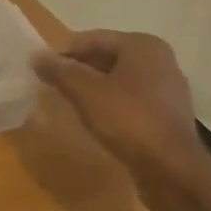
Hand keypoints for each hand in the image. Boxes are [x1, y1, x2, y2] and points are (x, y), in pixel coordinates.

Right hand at [32, 30, 210, 210]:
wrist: (172, 171)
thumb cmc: (128, 120)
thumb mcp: (85, 91)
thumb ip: (60, 70)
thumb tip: (37, 56)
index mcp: (142, 45)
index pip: (91, 39)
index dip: (64, 54)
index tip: (43, 72)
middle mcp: (159, 60)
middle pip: (106, 58)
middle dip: (79, 71)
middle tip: (53, 87)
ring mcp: (167, 89)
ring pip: (117, 80)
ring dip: (93, 89)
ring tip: (71, 104)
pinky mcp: (167, 115)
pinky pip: (130, 100)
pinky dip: (110, 105)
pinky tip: (96, 120)